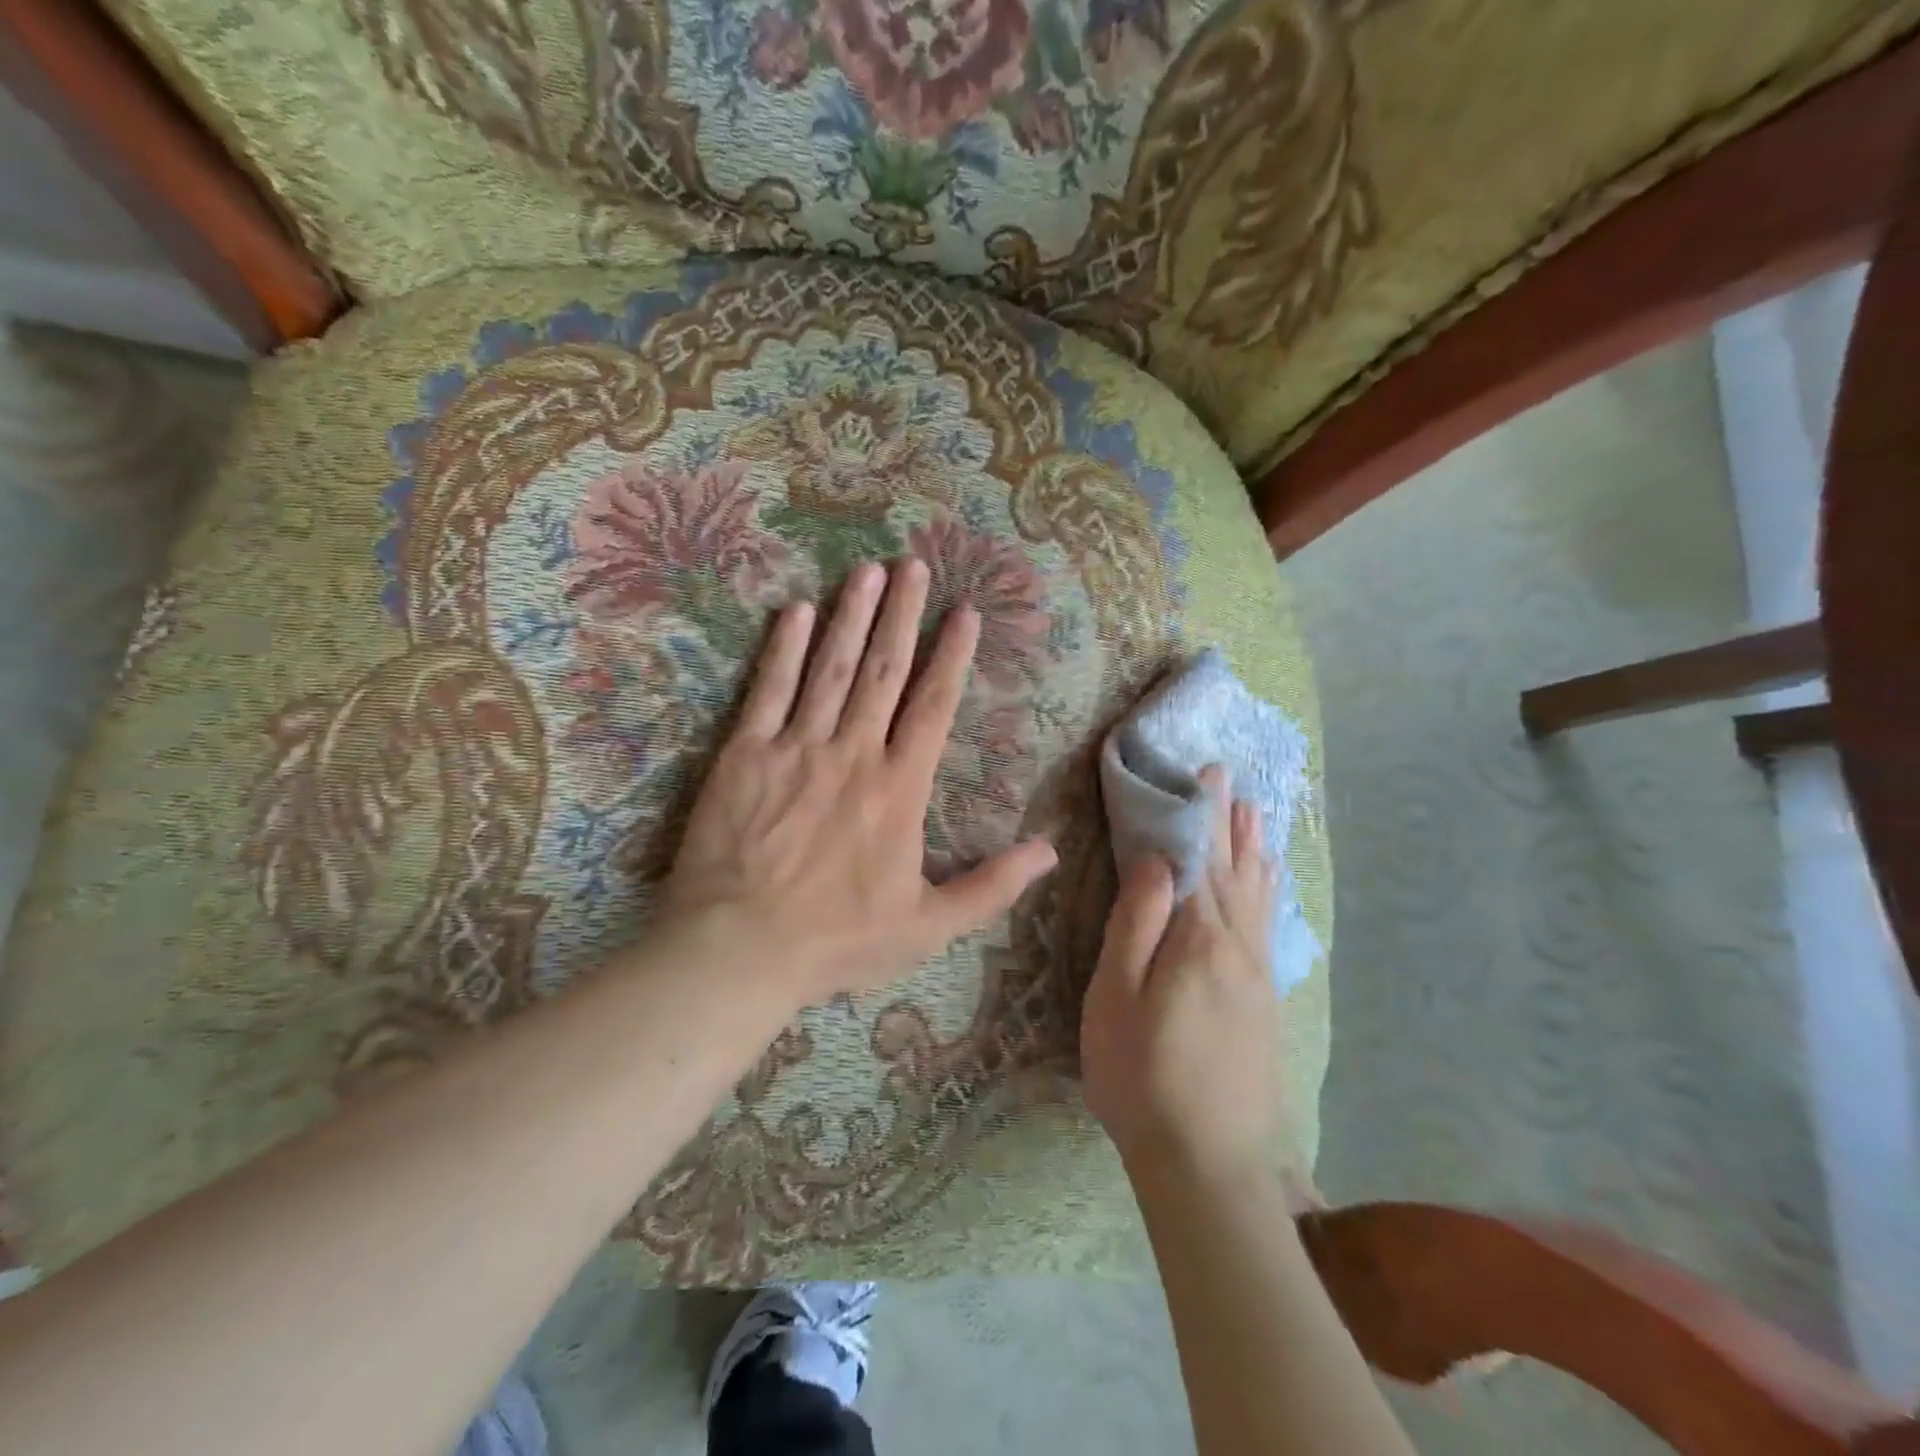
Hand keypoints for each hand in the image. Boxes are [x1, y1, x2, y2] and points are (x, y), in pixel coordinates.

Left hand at [660, 558, 1058, 1009]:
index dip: (951, 655)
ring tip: (868, 570)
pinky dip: (783, 649)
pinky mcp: (744, 754)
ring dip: (851, 615)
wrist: (740, 949)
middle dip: (902, 614)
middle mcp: (853, 752)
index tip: (964, 611)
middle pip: (883, 670)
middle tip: (914, 564)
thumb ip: (991, 886)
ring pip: (830, 668)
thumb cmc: (838, 940)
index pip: (933, 705)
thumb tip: (1049, 851)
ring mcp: (796, 748)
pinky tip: (795, 610)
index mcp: (899, 788)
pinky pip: (768, 690)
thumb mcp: (929, 926)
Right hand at [1082, 767, 1299, 1190]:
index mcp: (1200, 938)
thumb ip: (1137, 922)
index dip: (1199, 813)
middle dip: (1229, 822)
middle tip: (1230, 780)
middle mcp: (1238, 946)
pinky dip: (1265, 892)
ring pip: (1256, 896)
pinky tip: (1266, 888)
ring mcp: (1256, 976)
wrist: (1208, 1165)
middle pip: (1233, 870)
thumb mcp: (1119, 995)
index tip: (1204, 771)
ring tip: (1255, 816)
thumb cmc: (1142, 1074)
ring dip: (1253, 851)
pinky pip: (1265, 925)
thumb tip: (1153, 858)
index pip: (1199, 859)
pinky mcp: (1262, 1003)